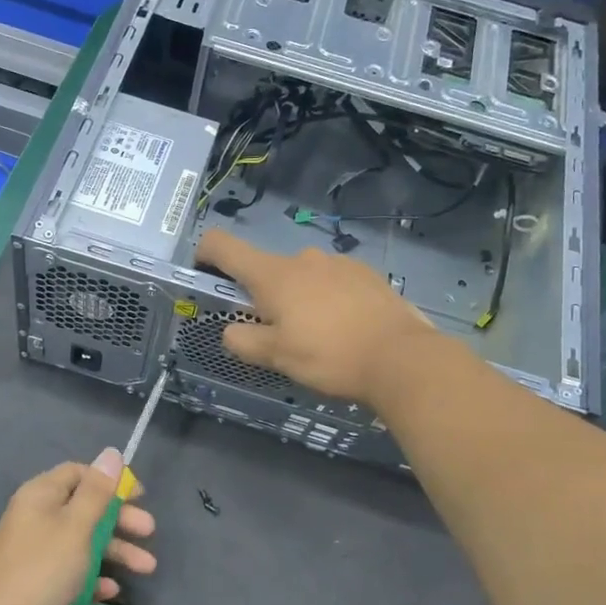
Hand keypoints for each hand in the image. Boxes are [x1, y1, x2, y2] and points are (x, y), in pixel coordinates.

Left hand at [0, 449, 156, 604]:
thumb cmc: (42, 571)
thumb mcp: (76, 527)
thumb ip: (97, 492)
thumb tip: (111, 453)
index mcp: (41, 496)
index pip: (79, 474)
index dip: (110, 481)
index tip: (139, 496)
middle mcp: (36, 518)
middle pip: (85, 509)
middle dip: (120, 520)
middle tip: (149, 532)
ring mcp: (35, 552)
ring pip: (82, 543)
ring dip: (114, 552)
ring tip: (147, 568)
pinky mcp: (37, 583)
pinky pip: (71, 572)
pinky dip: (92, 578)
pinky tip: (112, 591)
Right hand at [196, 227, 438, 406]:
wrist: (401, 357)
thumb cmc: (329, 356)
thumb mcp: (277, 357)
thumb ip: (244, 341)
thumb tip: (230, 331)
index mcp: (273, 275)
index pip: (224, 246)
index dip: (205, 253)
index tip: (204, 272)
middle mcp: (303, 259)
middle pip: (267, 269)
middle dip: (263, 296)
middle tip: (277, 333)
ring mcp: (339, 263)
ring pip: (303, 277)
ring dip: (299, 299)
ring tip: (318, 336)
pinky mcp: (367, 275)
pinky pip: (334, 283)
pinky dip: (329, 300)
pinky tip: (345, 329)